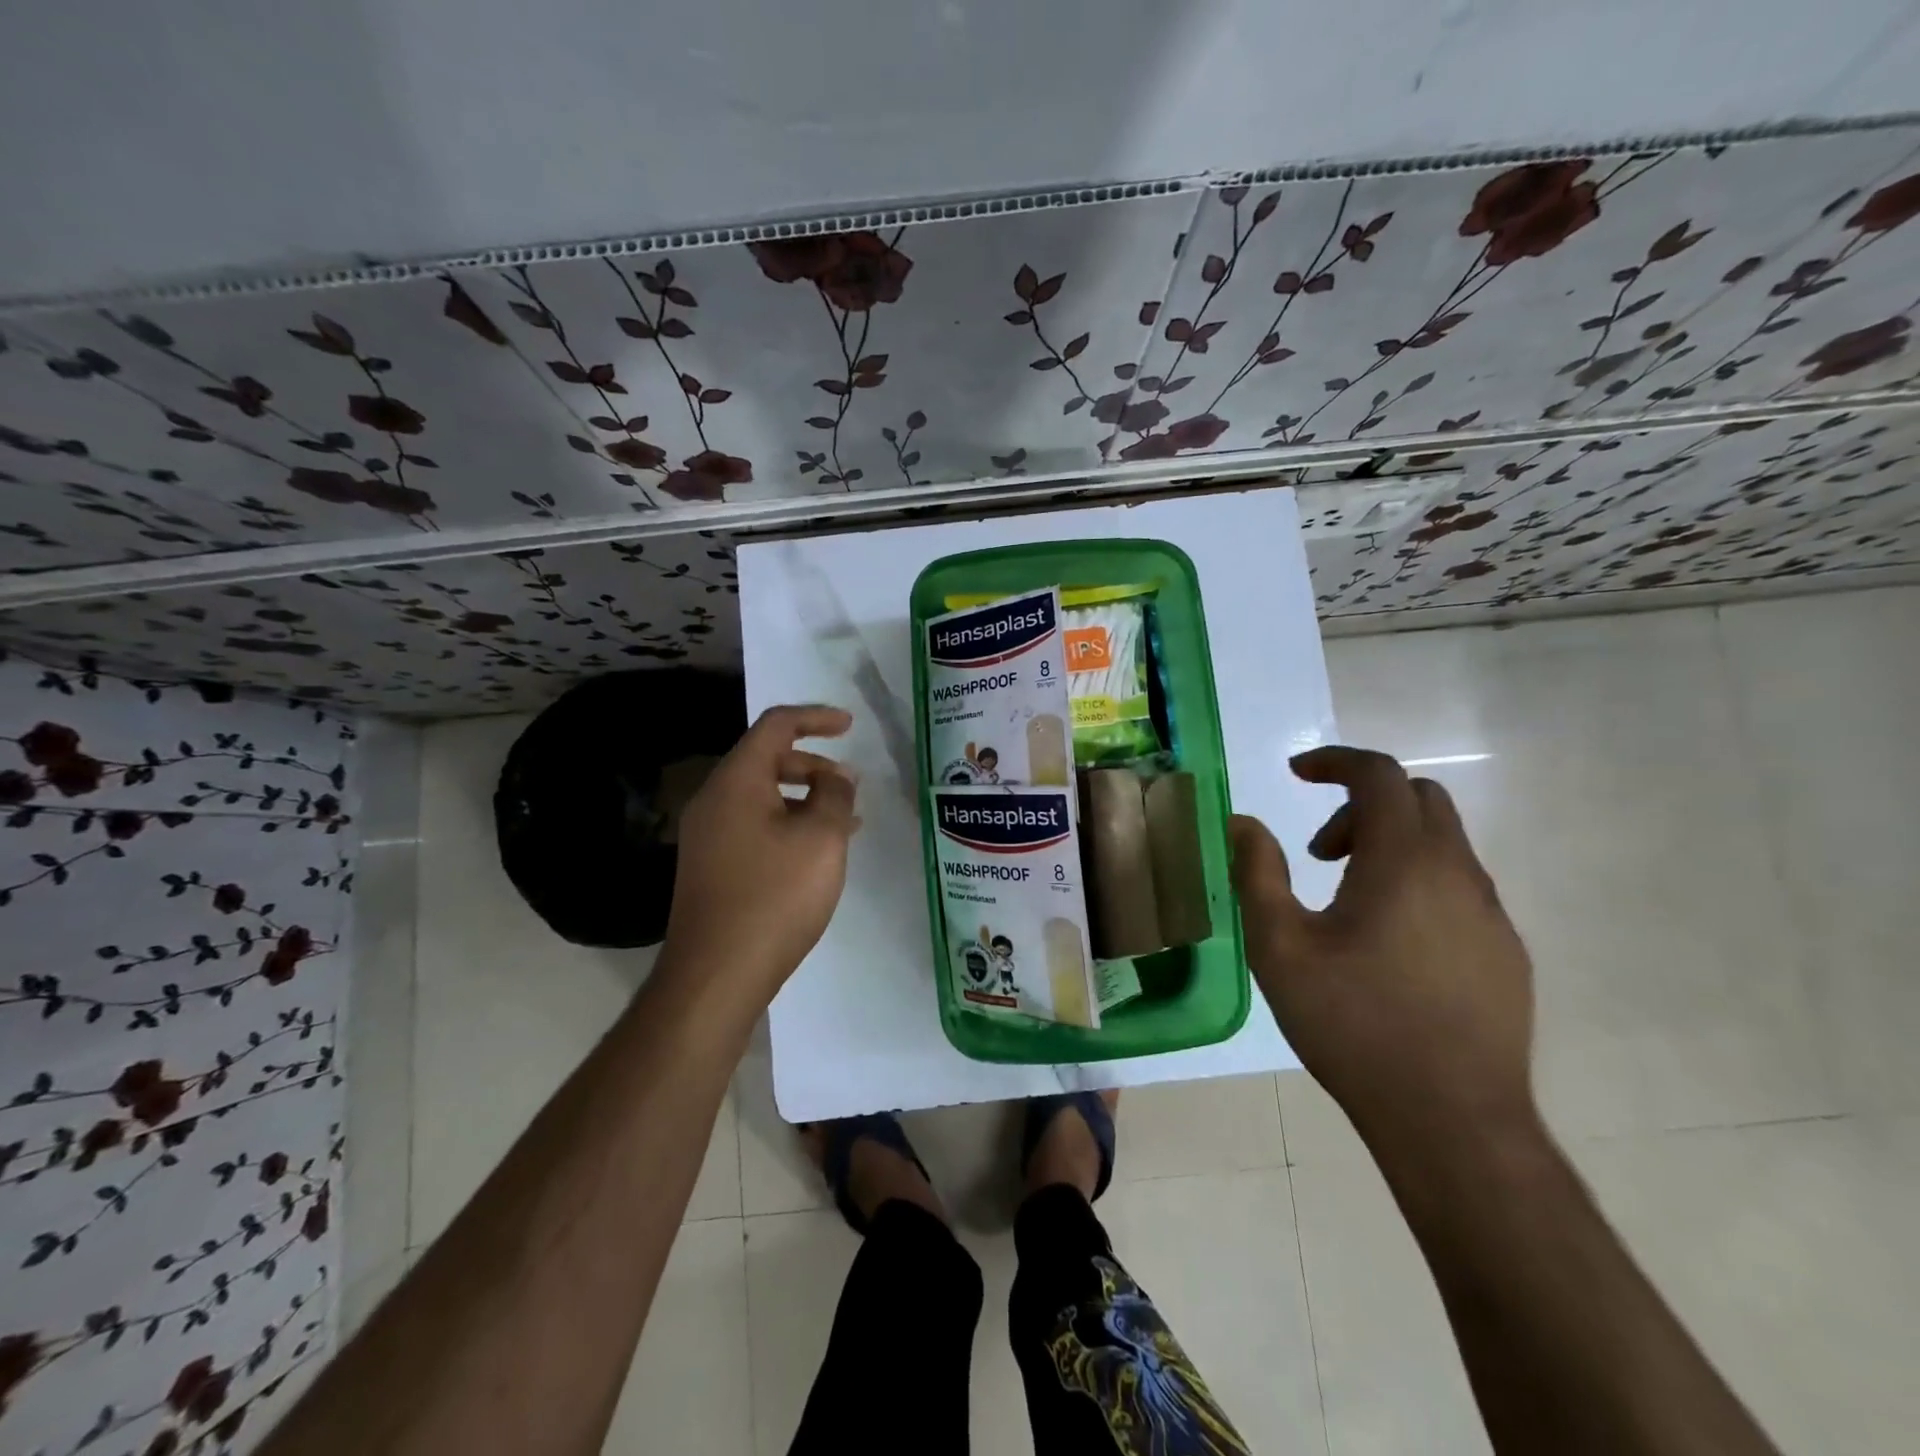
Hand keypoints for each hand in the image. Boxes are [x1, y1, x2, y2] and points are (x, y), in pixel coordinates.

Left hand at [664, 705, 859, 1001]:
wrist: (715, 975)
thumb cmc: (774, 897)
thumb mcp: (821, 839)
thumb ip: (835, 796)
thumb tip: (837, 778)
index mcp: (736, 781)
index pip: (776, 726)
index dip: (816, 718)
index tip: (850, 726)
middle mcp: (714, 799)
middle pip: (766, 759)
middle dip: (814, 764)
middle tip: (851, 784)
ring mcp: (707, 834)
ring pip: (762, 796)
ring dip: (804, 797)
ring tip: (845, 819)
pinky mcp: (710, 865)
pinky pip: (754, 825)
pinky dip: (788, 823)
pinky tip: (816, 851)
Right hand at [1230, 747, 1535, 1157]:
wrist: (1452, 1121)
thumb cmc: (1353, 1024)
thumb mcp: (1280, 946)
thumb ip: (1257, 873)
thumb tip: (1242, 823)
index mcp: (1404, 862)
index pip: (1378, 775)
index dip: (1334, 762)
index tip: (1296, 774)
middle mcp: (1458, 873)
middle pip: (1418, 800)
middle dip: (1361, 805)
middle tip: (1318, 853)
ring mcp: (1491, 914)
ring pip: (1442, 844)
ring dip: (1389, 846)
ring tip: (1345, 902)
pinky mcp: (1505, 951)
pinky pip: (1459, 887)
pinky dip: (1417, 882)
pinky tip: (1388, 943)